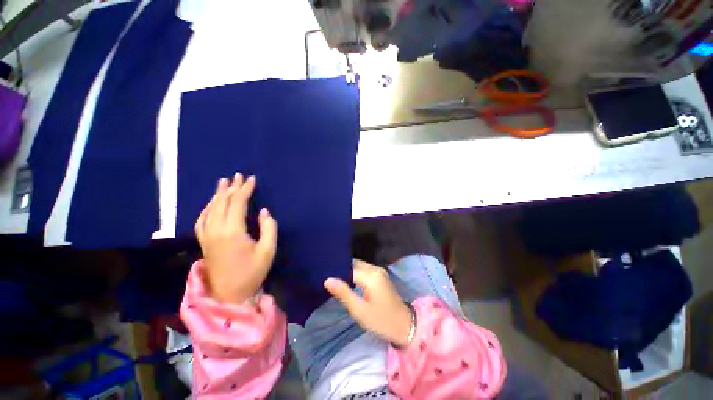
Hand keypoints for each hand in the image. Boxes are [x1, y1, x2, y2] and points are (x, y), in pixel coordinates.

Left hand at [195, 173, 277, 303]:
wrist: (229, 294)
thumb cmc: (252, 272)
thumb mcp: (268, 251)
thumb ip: (269, 228)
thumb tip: (264, 211)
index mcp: (233, 231)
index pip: (237, 203)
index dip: (245, 190)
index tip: (252, 179)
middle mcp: (216, 230)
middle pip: (223, 202)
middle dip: (232, 188)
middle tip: (238, 176)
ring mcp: (207, 235)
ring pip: (210, 208)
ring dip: (218, 194)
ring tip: (224, 182)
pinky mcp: (203, 241)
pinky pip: (202, 219)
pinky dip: (207, 207)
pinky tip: (211, 203)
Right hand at [324, 260, 412, 347]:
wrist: (405, 325)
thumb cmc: (381, 320)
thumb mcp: (360, 310)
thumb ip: (343, 293)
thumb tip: (327, 279)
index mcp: (371, 275)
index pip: (348, 267)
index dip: (336, 270)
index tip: (321, 273)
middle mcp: (375, 268)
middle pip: (354, 263)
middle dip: (340, 268)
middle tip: (325, 275)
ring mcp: (379, 271)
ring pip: (358, 265)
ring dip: (347, 270)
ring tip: (332, 277)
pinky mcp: (380, 275)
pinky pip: (364, 269)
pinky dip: (354, 272)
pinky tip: (346, 280)